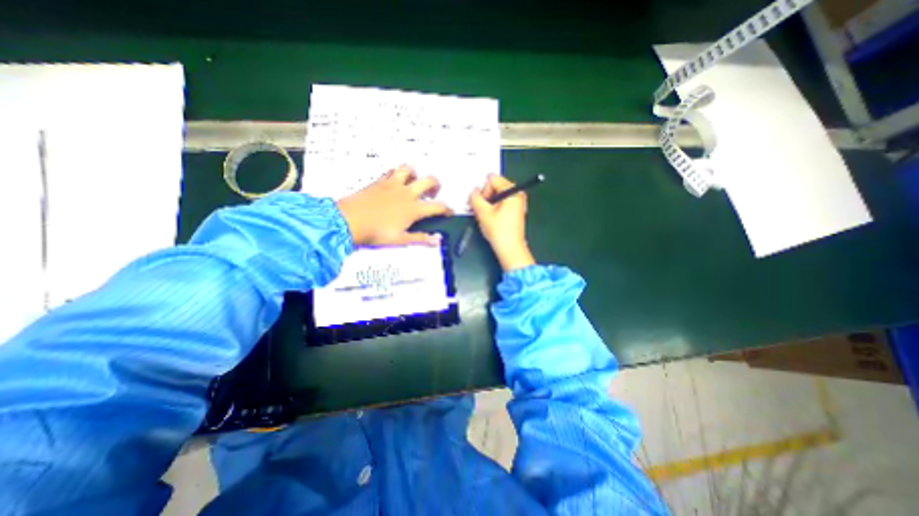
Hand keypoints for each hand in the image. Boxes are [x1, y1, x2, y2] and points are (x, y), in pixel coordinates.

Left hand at [336, 166, 451, 244]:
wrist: (349, 221)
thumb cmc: (375, 232)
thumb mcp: (400, 239)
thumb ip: (420, 238)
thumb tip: (436, 240)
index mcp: (413, 209)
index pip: (437, 206)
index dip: (447, 209)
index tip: (449, 211)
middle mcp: (406, 193)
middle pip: (429, 180)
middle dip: (436, 185)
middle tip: (434, 193)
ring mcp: (392, 184)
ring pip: (410, 169)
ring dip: (416, 174)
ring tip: (414, 182)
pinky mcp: (379, 181)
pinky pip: (392, 171)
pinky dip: (397, 174)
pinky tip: (395, 182)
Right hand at [470, 175, 534, 272]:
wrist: (510, 250)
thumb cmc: (499, 231)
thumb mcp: (483, 213)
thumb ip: (475, 198)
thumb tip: (473, 191)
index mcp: (513, 191)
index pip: (493, 179)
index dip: (483, 190)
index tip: (480, 204)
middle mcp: (518, 195)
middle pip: (496, 187)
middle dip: (485, 197)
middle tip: (480, 211)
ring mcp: (518, 204)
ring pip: (498, 197)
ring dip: (488, 205)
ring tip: (485, 217)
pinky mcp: (516, 212)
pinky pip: (502, 204)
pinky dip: (494, 209)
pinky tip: (491, 220)